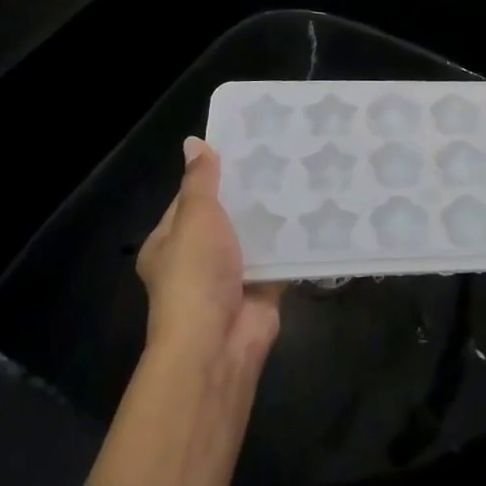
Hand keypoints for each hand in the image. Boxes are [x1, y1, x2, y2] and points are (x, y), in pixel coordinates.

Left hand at [137, 137, 283, 364]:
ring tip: (304, 172)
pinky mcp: (262, 287)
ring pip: (255, 234)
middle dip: (250, 191)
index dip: (215, 172)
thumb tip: (194, 142)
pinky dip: (294, 238)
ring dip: (274, 213)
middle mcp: (198, 258)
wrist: (218, 343)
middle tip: (283, 154)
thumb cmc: (195, 275)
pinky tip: (316, 208)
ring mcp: (231, 274)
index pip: (191, 197)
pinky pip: (280, 255)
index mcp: (169, 242)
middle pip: (227, 214)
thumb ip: (200, 180)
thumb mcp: (194, 218)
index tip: (246, 144)